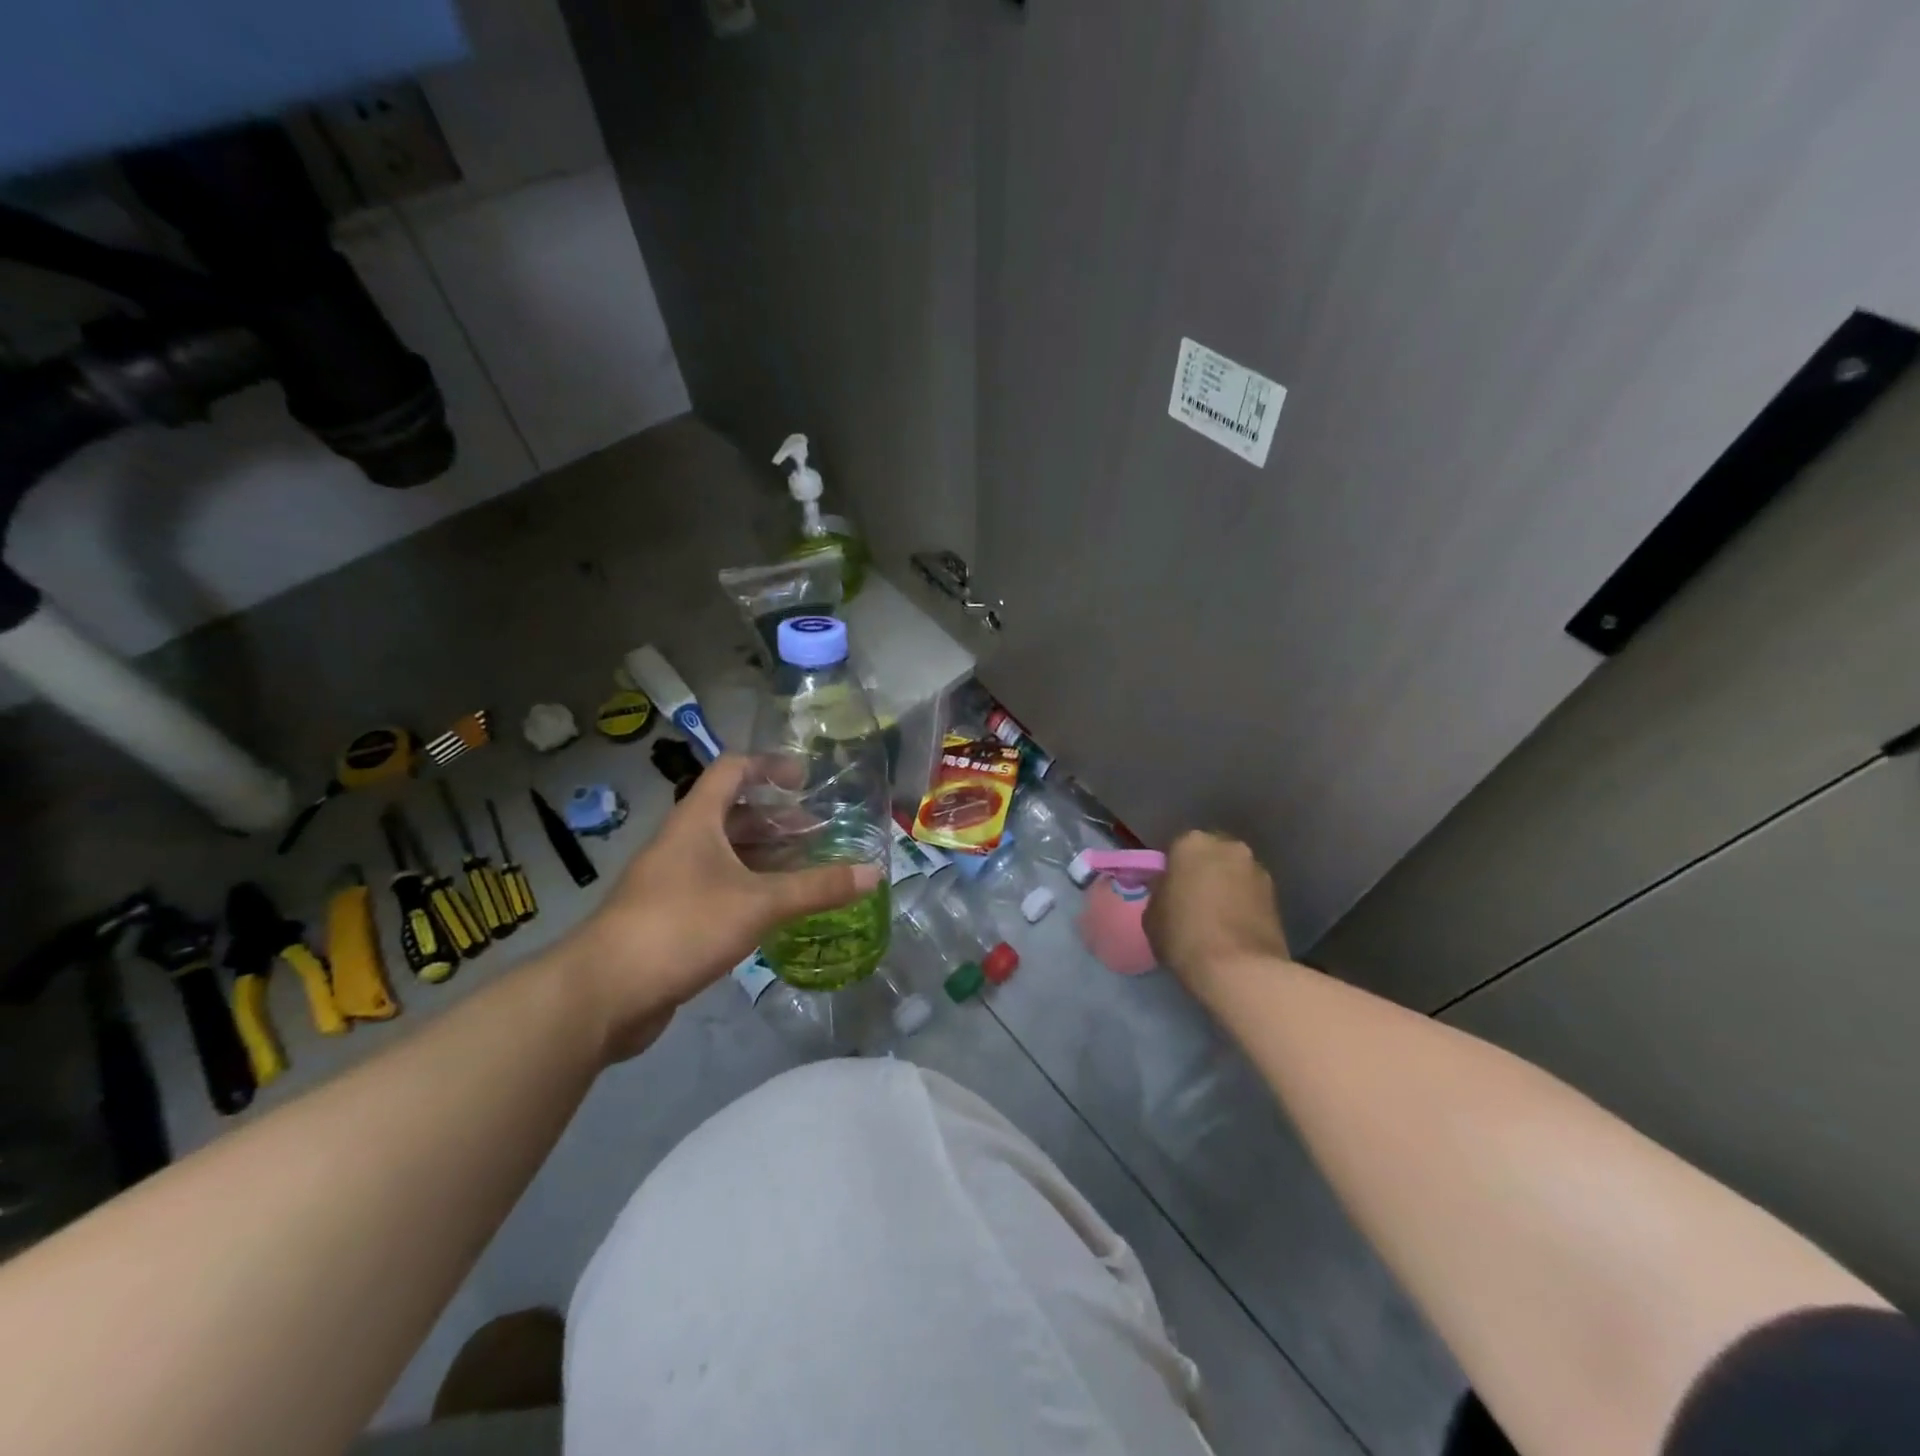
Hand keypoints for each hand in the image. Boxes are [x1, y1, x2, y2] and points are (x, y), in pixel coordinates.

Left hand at [565, 756, 883, 1059]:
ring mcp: (674, 881)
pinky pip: (720, 889)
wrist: (604, 992)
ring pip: (728, 856)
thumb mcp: (759, 903)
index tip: (806, 781)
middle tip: (821, 836)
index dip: (770, 766)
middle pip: (735, 815)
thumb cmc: (682, 926)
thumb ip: (817, 887)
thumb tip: (875, 873)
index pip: (733, 770)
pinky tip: (778, 910)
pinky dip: (751, 890)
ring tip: (809, 871)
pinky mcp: (672, 917)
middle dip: (779, 821)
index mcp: (697, 821)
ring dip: (767, 858)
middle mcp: (684, 842)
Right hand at [1145, 831, 1291, 986]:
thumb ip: (1160, 893)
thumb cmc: (1185, 935)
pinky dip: (1244, 906)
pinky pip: (1251, 895)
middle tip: (1193, 902)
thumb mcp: (1152, 915)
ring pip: (1234, 874)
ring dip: (1227, 889)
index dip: (1172, 872)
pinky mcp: (1278, 897)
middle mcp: (1229, 847)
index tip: (1169, 892)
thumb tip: (1170, 891)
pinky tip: (1234, 930)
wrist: (1240, 970)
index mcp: (1192, 843)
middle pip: (1211, 856)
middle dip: (1203, 873)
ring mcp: (1258, 871)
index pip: (1176, 849)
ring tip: (1216, 921)